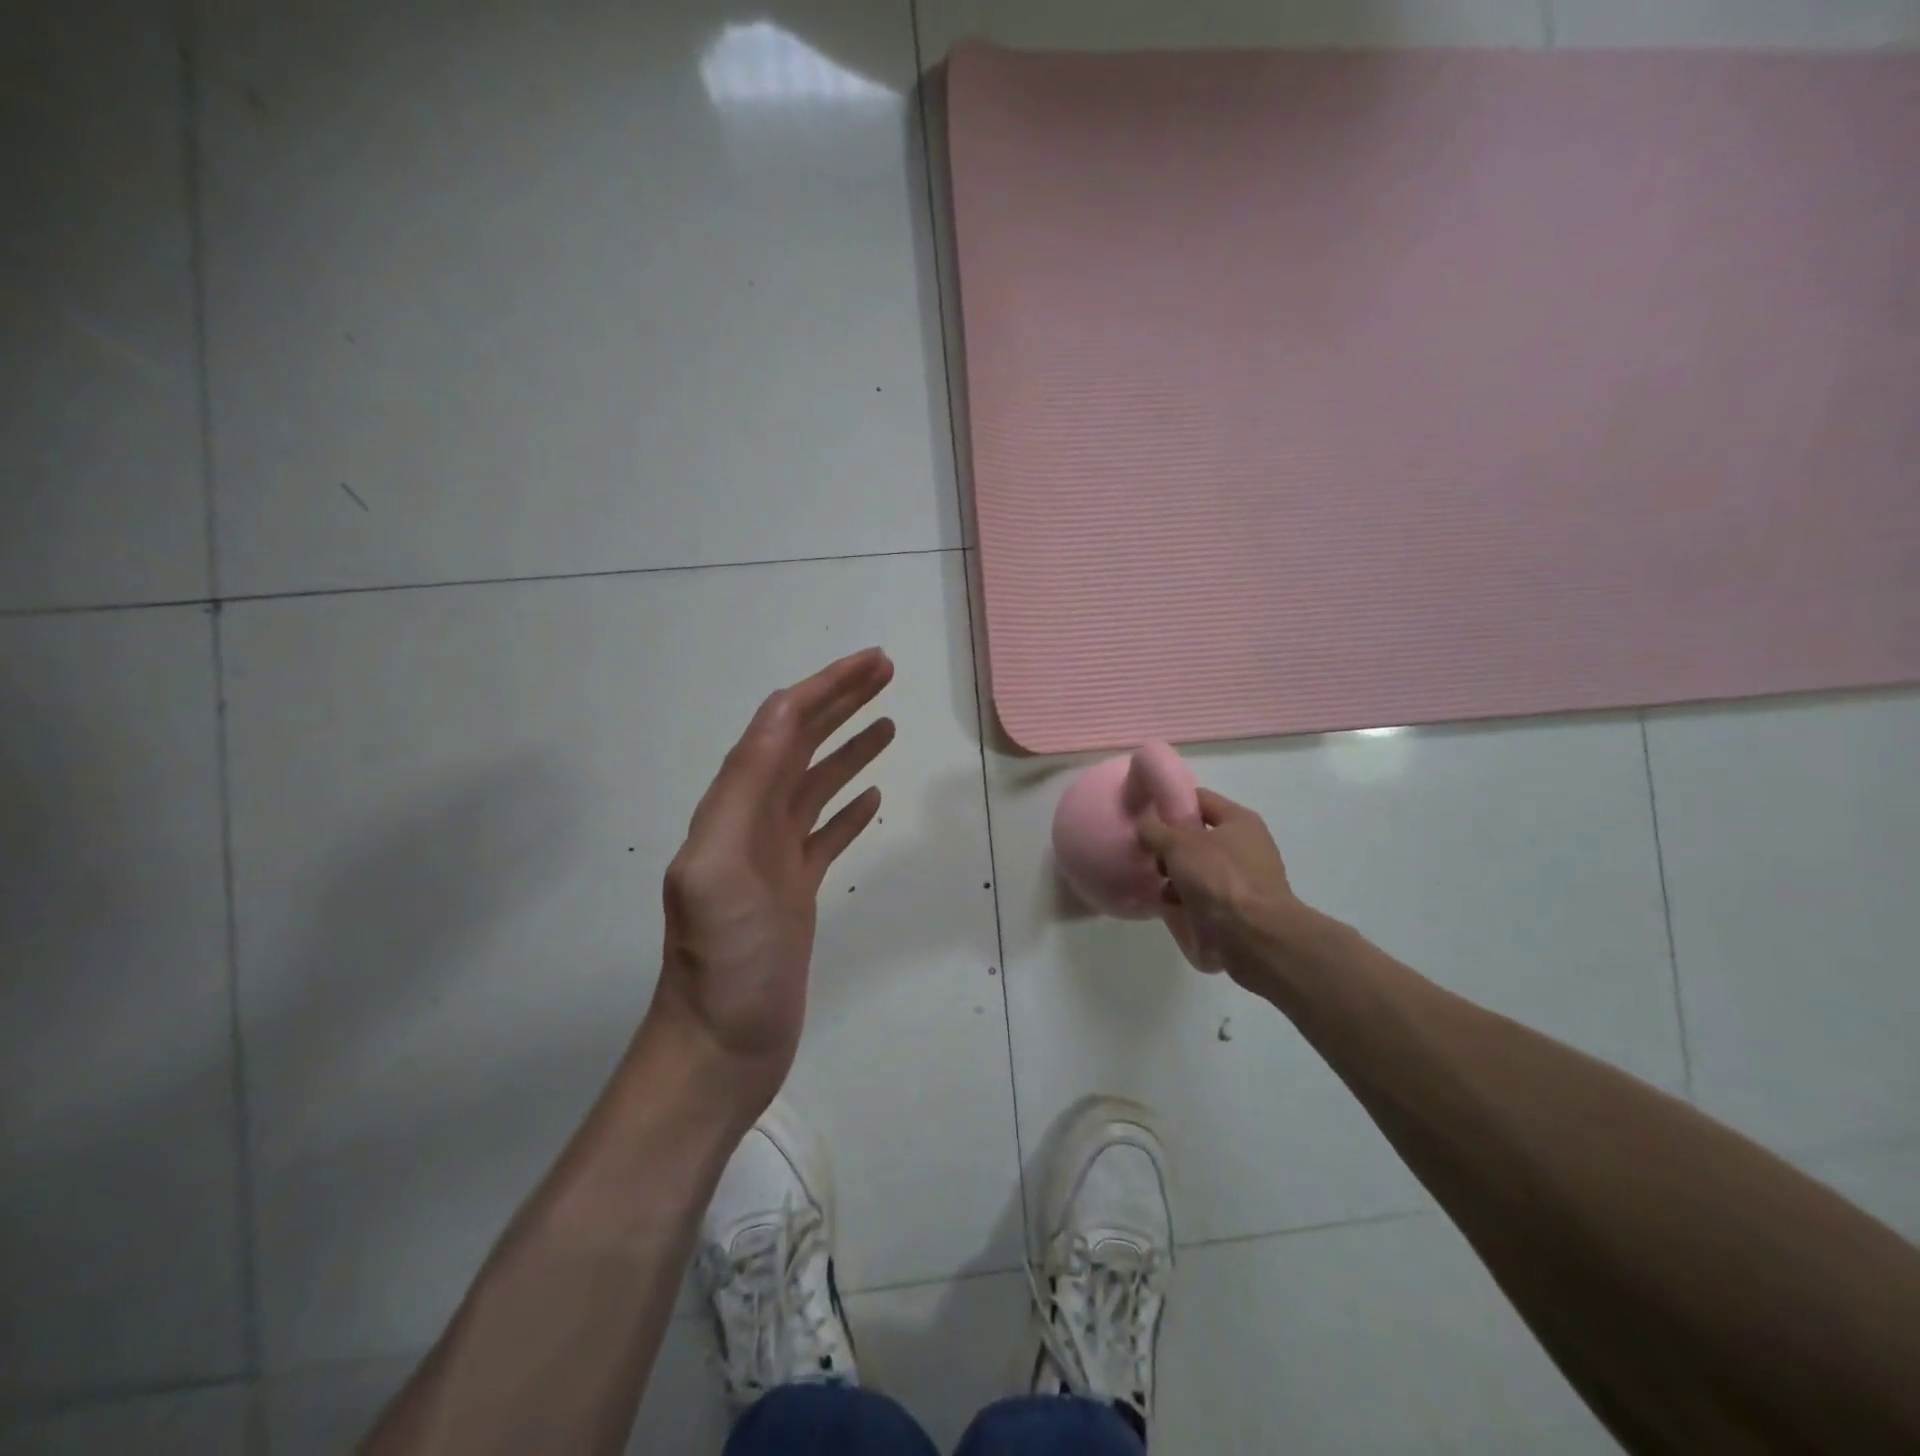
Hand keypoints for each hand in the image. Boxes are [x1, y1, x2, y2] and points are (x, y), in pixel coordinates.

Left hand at [647, 648, 895, 1123]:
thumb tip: (783, 711)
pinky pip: (826, 834)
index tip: (871, 662)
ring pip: (816, 785)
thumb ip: (745, 786)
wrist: (721, 1047)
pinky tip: (872, 795)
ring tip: (888, 723)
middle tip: (886, 673)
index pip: (781, 727)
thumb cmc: (724, 962)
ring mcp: (774, 858)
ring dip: (849, 748)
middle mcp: (751, 822)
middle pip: (800, 745)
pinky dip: (849, 807)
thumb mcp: (720, 866)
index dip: (825, 688)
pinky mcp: (795, 891)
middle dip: (841, 703)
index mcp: (733, 808)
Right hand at [1137, 788, 1300, 984]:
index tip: (1145, 815)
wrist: (1254, 938)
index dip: (1171, 803)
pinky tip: (1171, 908)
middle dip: (1170, 848)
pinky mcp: (1238, 909)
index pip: (1199, 799)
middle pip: (1196, 837)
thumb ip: (1155, 830)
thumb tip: (1144, 826)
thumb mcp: (1178, 845)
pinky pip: (1203, 897)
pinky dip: (1186, 901)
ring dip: (1175, 877)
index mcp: (1239, 820)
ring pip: (1197, 869)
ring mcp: (1243, 880)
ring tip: (1159, 888)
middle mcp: (1245, 846)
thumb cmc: (1219, 879)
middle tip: (1150, 857)